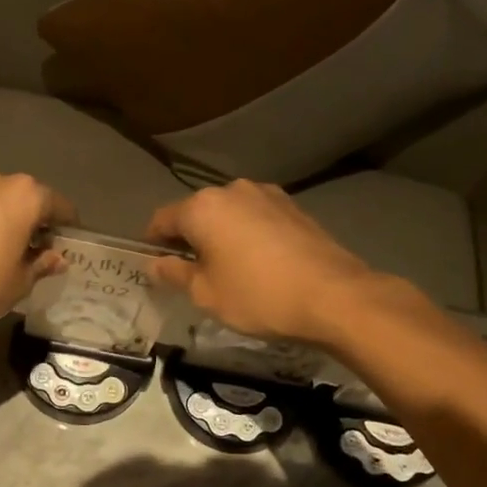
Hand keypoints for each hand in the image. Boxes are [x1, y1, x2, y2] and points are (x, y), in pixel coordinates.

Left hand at [0, 170, 76, 333]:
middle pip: (26, 199)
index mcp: (25, 194)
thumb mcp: (19, 282)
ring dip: (5, 221)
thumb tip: (56, 258)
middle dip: (34, 223)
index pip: (60, 206)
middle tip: (36, 254)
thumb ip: (41, 264)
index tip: (67, 249)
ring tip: (3, 254)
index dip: (67, 229)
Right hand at [145, 180, 411, 343]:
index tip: (155, 265)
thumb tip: (156, 263)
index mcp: (202, 207)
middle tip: (191, 272)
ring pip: (229, 214)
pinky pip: (256, 218)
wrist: (333, 295)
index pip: (162, 219)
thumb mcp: (206, 294)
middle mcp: (232, 190)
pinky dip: (248, 235)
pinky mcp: (294, 207)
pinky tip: (259, 263)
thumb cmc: (258, 296)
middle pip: (197, 212)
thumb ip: (175, 274)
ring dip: (221, 235)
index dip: (152, 243)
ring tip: (228, 268)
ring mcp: (267, 195)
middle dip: (189, 238)